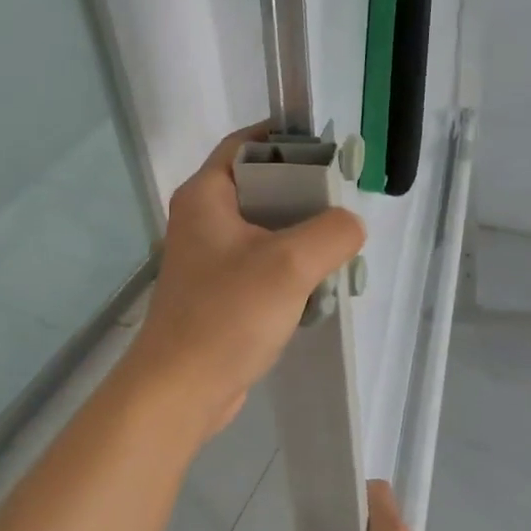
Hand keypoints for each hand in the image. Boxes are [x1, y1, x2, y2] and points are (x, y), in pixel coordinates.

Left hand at [126, 124, 365, 440]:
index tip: (334, 154)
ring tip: (340, 254)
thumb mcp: (290, 264)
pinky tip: (318, 290)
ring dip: (303, 240)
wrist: (181, 390)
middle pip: (263, 187)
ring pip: (267, 231)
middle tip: (345, 211)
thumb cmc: (227, 316)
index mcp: (206, 196)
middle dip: (307, 197)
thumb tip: (350, 225)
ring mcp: (210, 259)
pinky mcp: (220, 293)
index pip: (248, 144)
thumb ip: (333, 231)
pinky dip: (291, 272)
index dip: (290, 141)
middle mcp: (203, 219)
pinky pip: (263, 267)